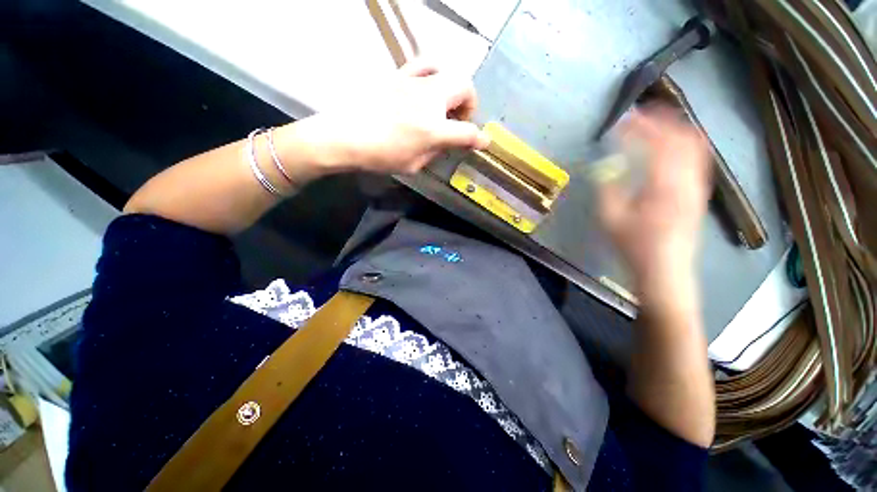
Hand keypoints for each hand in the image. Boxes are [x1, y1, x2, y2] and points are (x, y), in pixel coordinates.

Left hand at [282, 58, 488, 177]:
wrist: (346, 137)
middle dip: (470, 105)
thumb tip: (444, 144)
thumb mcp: (413, 165)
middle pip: (465, 88)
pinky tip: (431, 84)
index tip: (484, 142)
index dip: (479, 139)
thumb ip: (434, 152)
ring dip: (455, 89)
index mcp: (433, 130)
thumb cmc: (380, 157)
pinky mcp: (399, 76)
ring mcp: (414, 84)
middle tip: (460, 120)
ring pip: (449, 73)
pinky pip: (424, 64)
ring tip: (446, 103)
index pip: (467, 132)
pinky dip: (435, 71)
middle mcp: (429, 101)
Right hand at [597, 109, 710, 306]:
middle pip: (684, 137)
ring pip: (696, 147)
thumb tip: (608, 167)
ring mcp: (697, 187)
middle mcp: (687, 181)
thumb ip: (609, 189)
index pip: (657, 143)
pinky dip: (685, 146)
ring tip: (658, 124)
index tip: (624, 118)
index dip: (640, 126)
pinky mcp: (698, 195)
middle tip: (643, 114)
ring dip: (677, 130)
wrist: (665, 270)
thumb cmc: (633, 247)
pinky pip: (698, 160)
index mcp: (663, 185)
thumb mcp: (610, 219)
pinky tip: (672, 149)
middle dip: (664, 120)